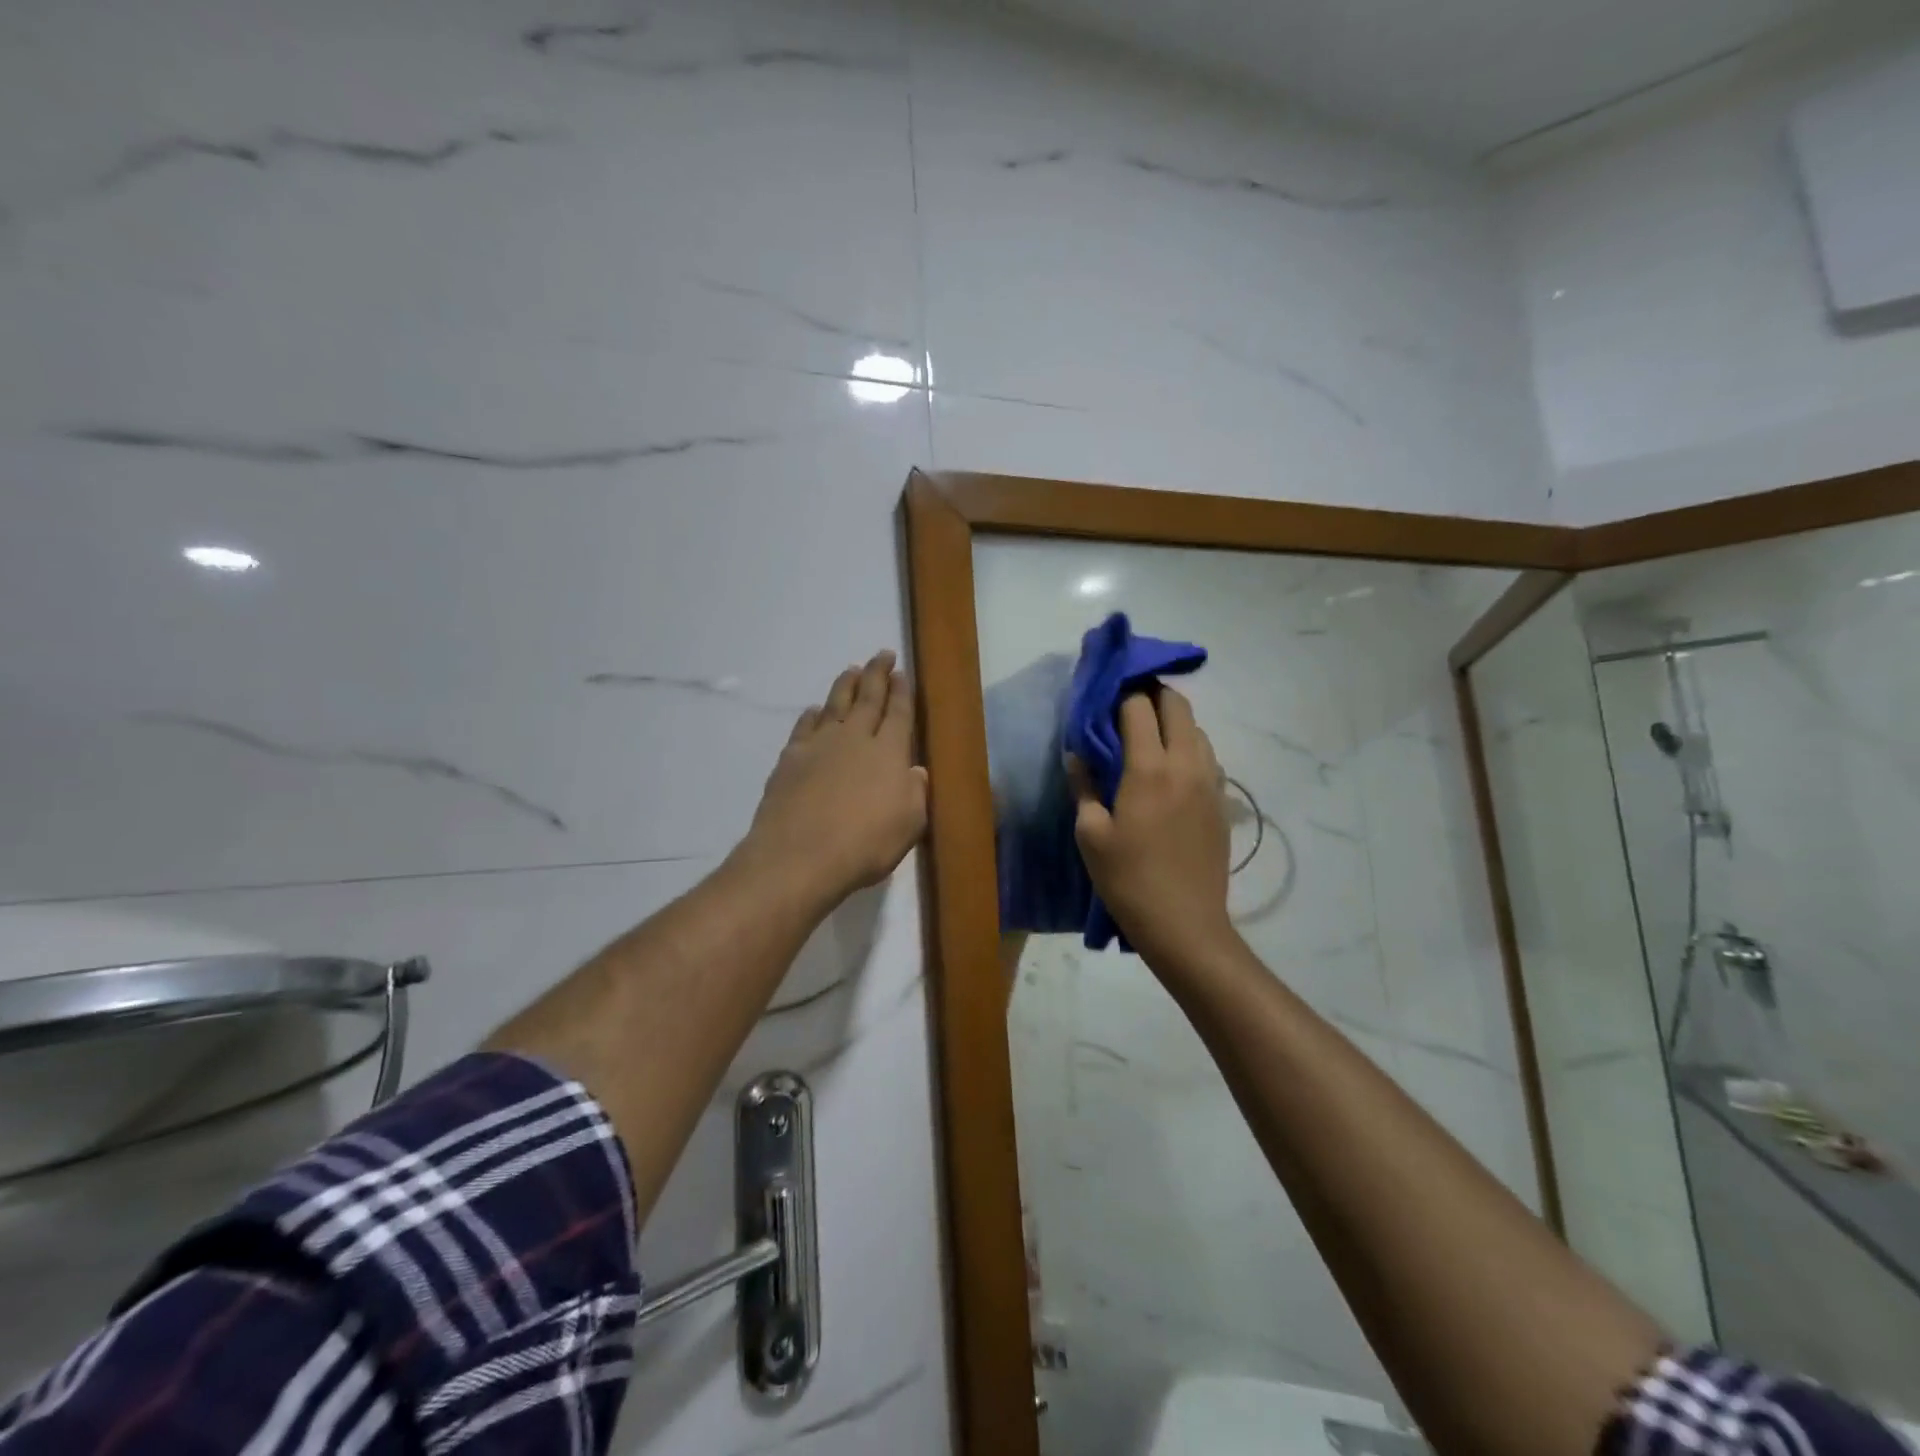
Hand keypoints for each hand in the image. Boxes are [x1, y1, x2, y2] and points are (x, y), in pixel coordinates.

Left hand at [743, 650, 928, 907]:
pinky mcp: (791, 759)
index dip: (902, 692)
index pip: (899, 714)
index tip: (901, 672)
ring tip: (851, 670)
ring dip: (845, 686)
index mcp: (889, 752)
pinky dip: (811, 715)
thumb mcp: (909, 824)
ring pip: (835, 705)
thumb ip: (916, 793)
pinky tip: (814, 710)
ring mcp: (820, 746)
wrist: (800, 856)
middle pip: (868, 698)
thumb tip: (915, 770)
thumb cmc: (865, 844)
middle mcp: (855, 739)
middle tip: (882, 654)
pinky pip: (804, 727)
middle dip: (876, 674)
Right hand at [1069, 688, 1234, 966]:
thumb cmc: (1128, 880)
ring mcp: (1210, 782)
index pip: (1138, 706)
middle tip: (1128, 709)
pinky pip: (1208, 758)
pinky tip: (1171, 772)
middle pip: (1178, 706)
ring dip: (1174, 722)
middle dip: (1152, 696)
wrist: (1184, 924)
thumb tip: (1077, 754)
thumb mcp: (1091, 834)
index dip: (1120, 695)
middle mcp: (1186, 764)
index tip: (1104, 699)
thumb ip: (1084, 786)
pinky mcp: (1222, 802)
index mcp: (1149, 768)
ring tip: (1149, 739)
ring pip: (1198, 730)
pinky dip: (1189, 749)